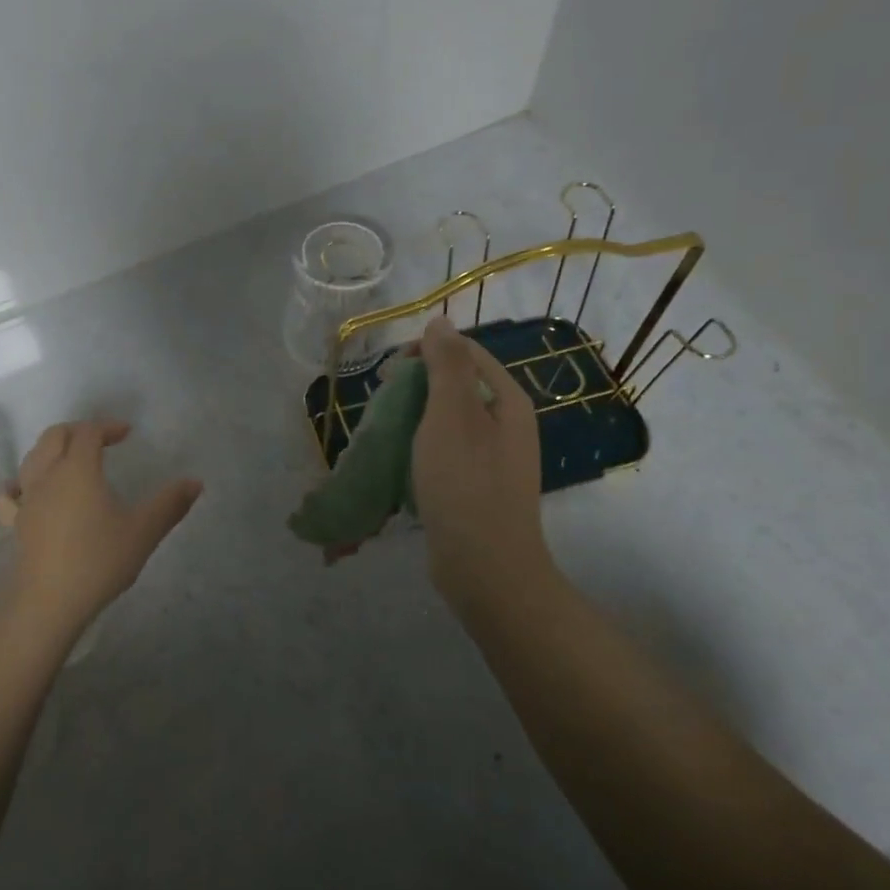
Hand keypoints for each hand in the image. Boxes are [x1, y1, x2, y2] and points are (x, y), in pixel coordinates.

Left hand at [0, 421, 202, 637]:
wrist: (48, 602)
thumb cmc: (98, 561)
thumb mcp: (143, 531)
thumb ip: (170, 504)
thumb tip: (196, 482)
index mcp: (78, 469)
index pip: (88, 432)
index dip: (107, 427)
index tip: (126, 434)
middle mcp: (47, 475)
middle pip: (55, 436)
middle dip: (77, 431)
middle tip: (100, 439)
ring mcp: (27, 499)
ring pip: (32, 458)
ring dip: (51, 450)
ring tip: (70, 459)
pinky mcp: (15, 523)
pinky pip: (11, 494)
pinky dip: (19, 483)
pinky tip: (23, 489)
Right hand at [410, 314, 550, 609]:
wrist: (485, 568)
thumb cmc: (465, 484)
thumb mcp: (452, 416)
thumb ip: (446, 365)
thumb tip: (440, 321)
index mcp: (507, 402)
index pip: (465, 353)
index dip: (425, 352)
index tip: (388, 372)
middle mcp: (506, 425)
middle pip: (456, 385)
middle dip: (415, 385)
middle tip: (382, 402)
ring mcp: (493, 459)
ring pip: (447, 419)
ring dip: (414, 416)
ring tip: (385, 430)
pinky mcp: (476, 486)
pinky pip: (445, 450)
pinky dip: (420, 446)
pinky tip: (400, 460)